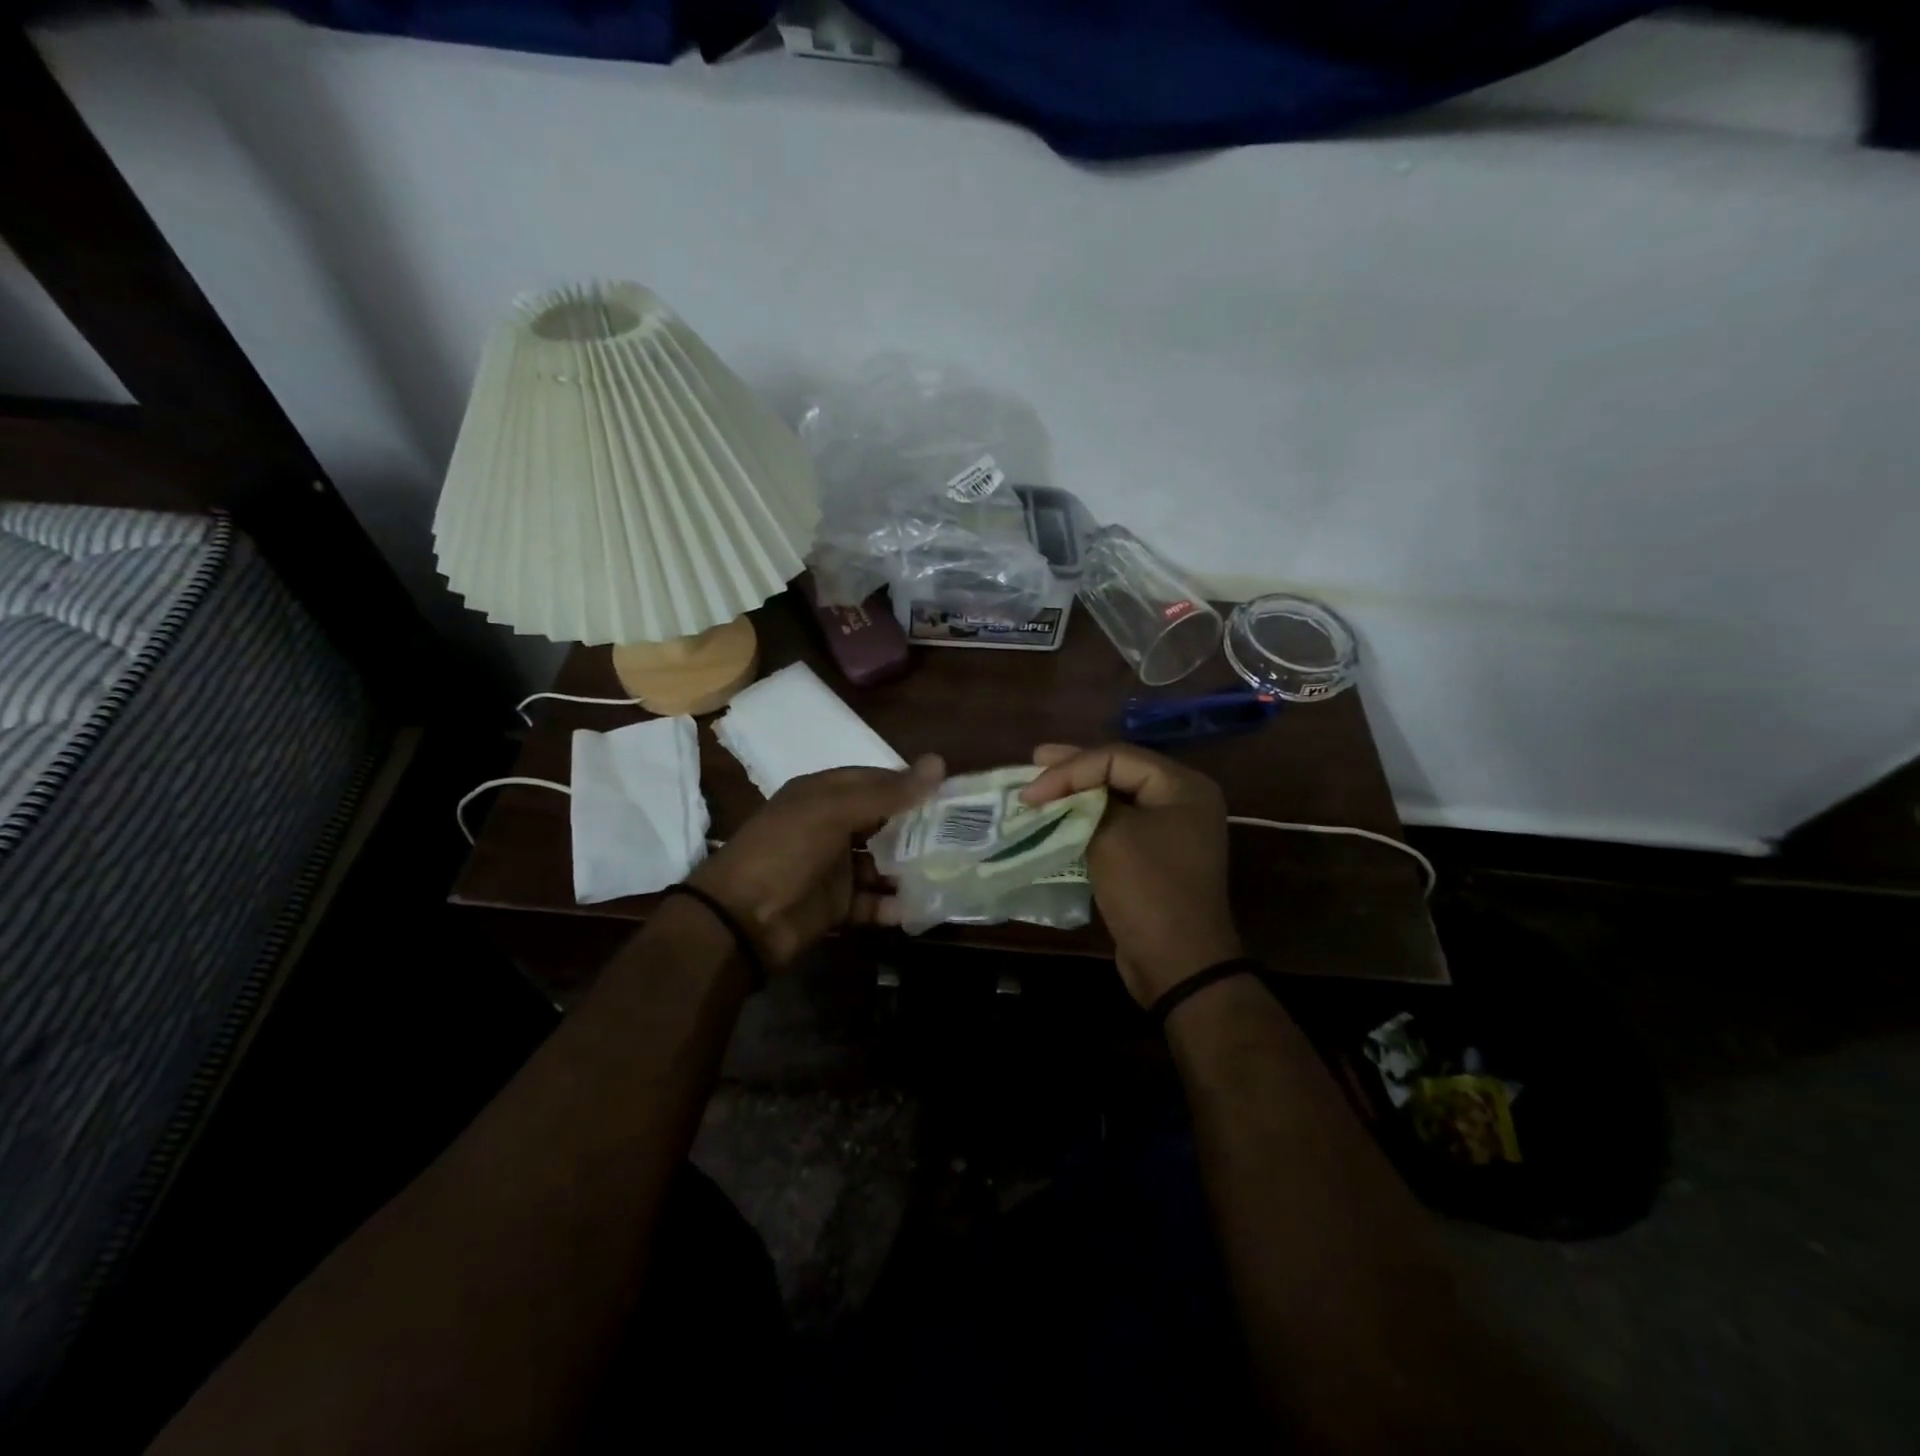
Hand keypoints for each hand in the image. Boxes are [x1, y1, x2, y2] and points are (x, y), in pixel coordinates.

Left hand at [689, 755, 943, 969]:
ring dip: (912, 869)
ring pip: (883, 864)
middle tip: (963, 835)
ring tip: (953, 871)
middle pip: (884, 823)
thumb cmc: (786, 850)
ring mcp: (834, 868)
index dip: (912, 786)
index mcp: (824, 794)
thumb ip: (888, 792)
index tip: (952, 794)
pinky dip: (896, 904)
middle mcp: (831, 827)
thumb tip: (939, 763)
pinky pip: (874, 902)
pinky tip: (925, 906)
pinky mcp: (837, 905)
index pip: (877, 781)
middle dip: (919, 830)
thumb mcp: (833, 811)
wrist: (740, 919)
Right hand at [1020, 743, 1241, 1006]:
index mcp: (1183, 786)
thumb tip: (1062, 791)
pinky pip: (1118, 825)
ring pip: (1116, 798)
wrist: (1178, 964)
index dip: (1069, 768)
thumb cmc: (1148, 890)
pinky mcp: (1155, 856)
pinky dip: (1087, 819)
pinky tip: (1060, 817)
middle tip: (1034, 763)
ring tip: (1041, 787)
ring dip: (1077, 794)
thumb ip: (1086, 802)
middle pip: (1119, 771)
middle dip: (1073, 770)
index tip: (1031, 791)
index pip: (1117, 757)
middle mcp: (1182, 801)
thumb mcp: (1112, 836)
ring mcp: (1171, 830)